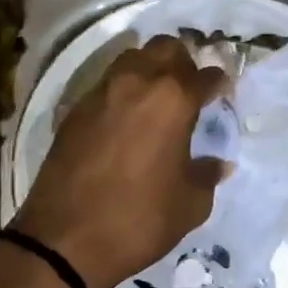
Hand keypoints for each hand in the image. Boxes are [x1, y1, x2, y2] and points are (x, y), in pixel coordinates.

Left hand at [13, 36, 228, 287]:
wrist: (65, 239)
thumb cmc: (139, 220)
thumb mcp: (190, 205)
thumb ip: (207, 175)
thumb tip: (218, 164)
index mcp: (173, 100)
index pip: (206, 75)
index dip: (219, 83)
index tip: (223, 94)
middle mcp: (137, 83)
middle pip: (166, 48)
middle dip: (184, 61)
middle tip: (190, 88)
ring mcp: (101, 92)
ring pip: (132, 58)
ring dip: (150, 68)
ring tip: (158, 98)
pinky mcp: (75, 109)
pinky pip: (107, 84)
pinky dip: (123, 90)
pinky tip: (127, 118)